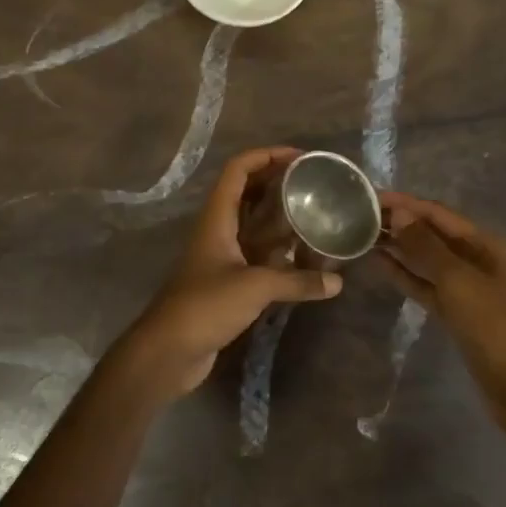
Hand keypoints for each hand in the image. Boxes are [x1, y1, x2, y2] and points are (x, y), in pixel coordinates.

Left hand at [120, 147, 340, 401]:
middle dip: (277, 183)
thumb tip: (336, 282)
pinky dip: (277, 251)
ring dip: (279, 217)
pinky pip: (255, 254)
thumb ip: (297, 281)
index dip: (265, 155)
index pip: (238, 170)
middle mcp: (218, 229)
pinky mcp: (226, 281)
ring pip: (253, 224)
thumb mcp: (255, 287)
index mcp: (217, 217)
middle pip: (247, 193)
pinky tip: (303, 257)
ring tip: (314, 214)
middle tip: (313, 185)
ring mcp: (221, 256)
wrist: (168, 350)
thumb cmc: (206, 305)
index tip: (299, 157)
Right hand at [375, 190, 505, 457]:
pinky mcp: (455, 312)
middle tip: (359, 214)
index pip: (438, 213)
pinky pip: (425, 284)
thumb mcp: (459, 282)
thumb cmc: (495, 327)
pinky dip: (404, 274)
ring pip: (426, 259)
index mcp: (486, 244)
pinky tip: (379, 263)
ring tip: (362, 234)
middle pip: (432, 233)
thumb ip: (427, 247)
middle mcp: (477, 259)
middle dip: (400, 222)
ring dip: (398, 247)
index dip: (405, 203)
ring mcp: (466, 287)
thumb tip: (400, 213)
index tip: (370, 195)